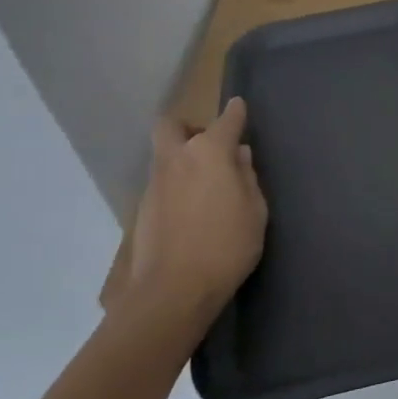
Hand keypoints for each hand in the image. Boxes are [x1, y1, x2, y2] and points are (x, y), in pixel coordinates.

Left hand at [118, 98, 266, 323]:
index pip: (225, 121)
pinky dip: (176, 186)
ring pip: (164, 156)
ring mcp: (154, 184)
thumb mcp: (255, 211)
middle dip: (189, 126)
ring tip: (205, 184)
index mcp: (209, 152)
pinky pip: (162, 184)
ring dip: (182, 159)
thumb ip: (247, 177)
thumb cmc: (226, 245)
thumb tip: (239, 156)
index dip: (235, 112)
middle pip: (171, 126)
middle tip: (208, 143)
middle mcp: (177, 159)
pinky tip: (191, 210)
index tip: (239, 107)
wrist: (172, 291)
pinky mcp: (142, 210)